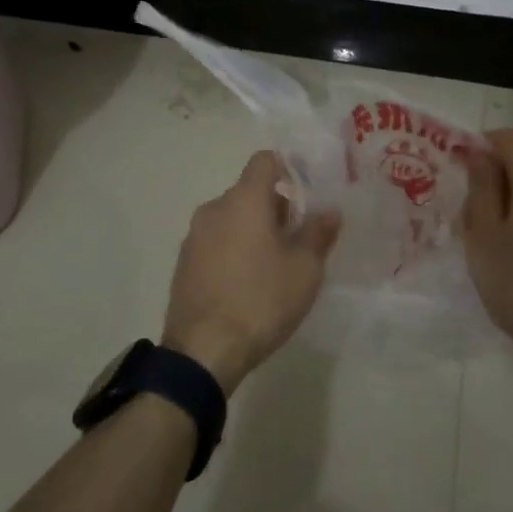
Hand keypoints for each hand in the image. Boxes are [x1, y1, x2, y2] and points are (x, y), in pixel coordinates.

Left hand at [162, 151, 340, 392]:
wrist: (203, 351)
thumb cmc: (261, 300)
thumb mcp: (305, 269)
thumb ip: (318, 233)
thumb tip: (329, 211)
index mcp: (244, 200)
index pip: (265, 160)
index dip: (288, 167)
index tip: (307, 191)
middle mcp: (214, 209)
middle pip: (249, 192)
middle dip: (275, 207)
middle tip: (299, 238)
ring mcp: (193, 237)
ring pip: (231, 219)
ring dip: (253, 230)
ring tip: (275, 265)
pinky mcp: (183, 264)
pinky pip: (215, 243)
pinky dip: (233, 251)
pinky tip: (247, 284)